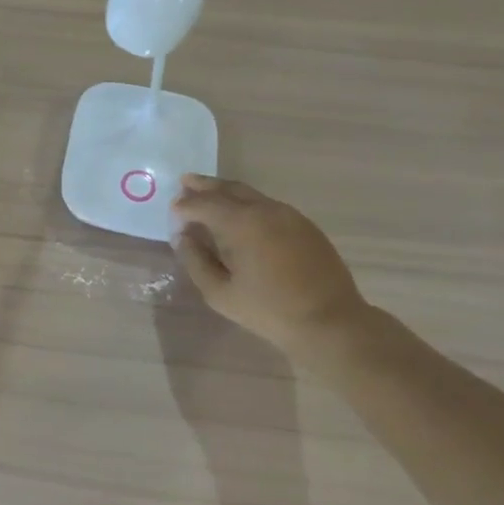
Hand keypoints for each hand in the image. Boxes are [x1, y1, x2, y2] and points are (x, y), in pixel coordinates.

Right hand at [171, 174, 368, 350]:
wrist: (330, 322)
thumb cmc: (269, 310)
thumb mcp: (220, 293)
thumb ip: (196, 261)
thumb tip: (183, 237)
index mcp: (241, 223)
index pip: (204, 204)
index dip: (185, 206)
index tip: (172, 210)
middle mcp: (265, 209)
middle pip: (228, 189)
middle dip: (204, 186)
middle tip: (185, 182)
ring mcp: (289, 215)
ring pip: (250, 194)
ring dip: (226, 192)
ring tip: (209, 195)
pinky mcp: (305, 225)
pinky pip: (268, 205)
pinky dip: (247, 204)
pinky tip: (241, 216)